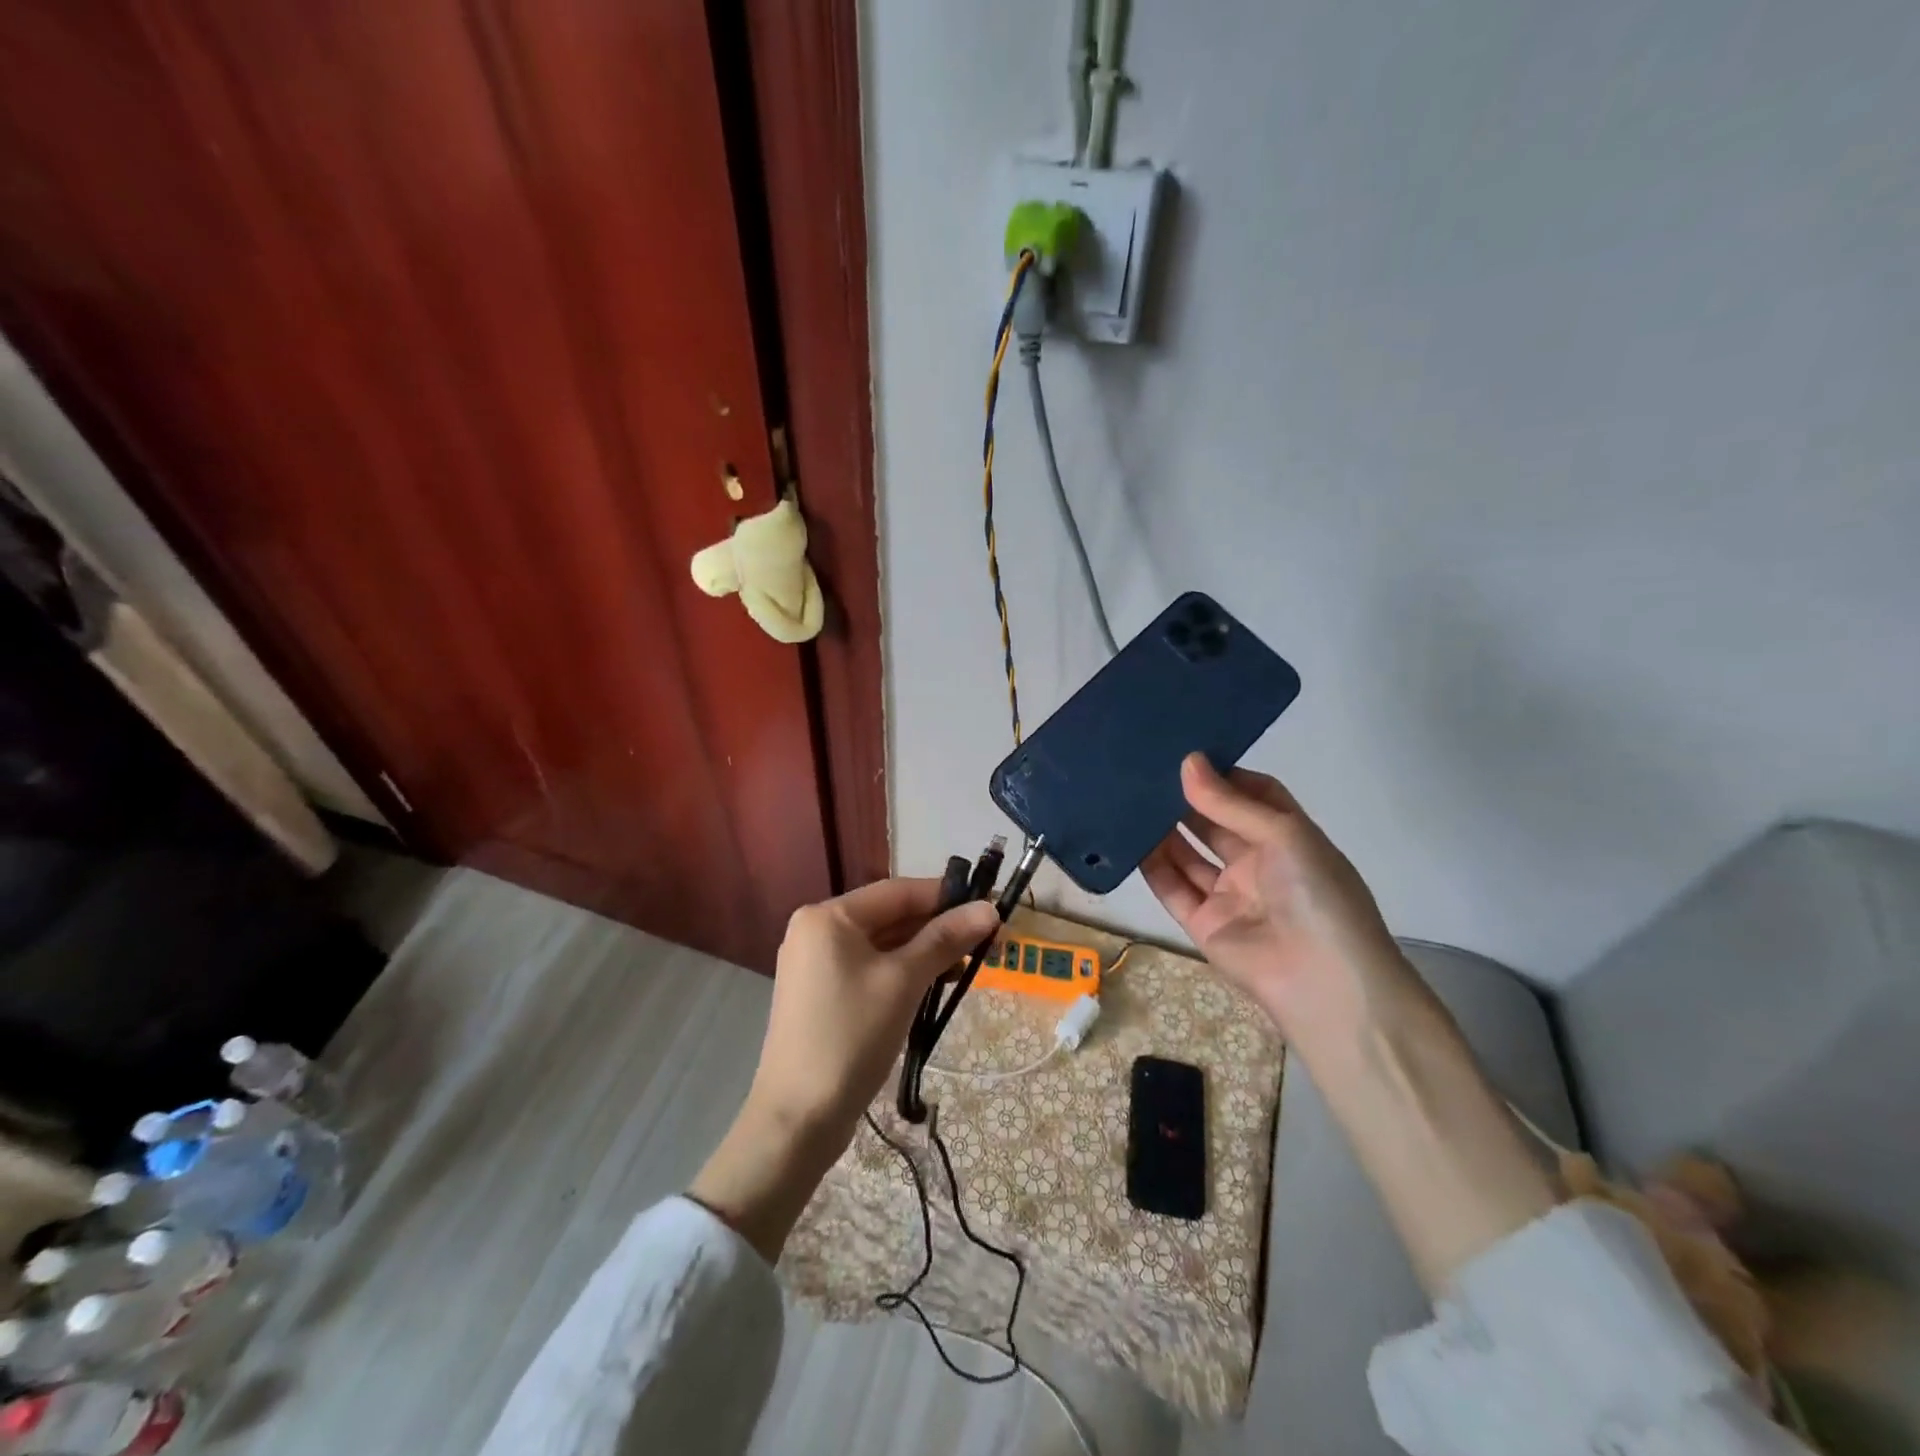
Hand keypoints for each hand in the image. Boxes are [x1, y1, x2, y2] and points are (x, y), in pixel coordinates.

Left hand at [752, 878, 998, 1140]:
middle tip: (986, 941)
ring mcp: (815, 964)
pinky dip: (901, 972)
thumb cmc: (851, 1036)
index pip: (898, 892)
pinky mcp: (821, 994)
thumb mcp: (904, 982)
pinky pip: (869, 968)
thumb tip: (990, 909)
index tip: (988, 905)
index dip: (945, 896)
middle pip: (889, 916)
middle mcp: (816, 930)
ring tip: (968, 966)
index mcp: (828, 917)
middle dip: (937, 927)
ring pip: (881, 945)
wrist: (797, 1119)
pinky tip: (934, 985)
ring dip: (923, 952)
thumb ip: (945, 939)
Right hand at [1141, 753, 1409, 1044]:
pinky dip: (1151, 865)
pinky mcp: (1203, 923)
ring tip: (1130, 796)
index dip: (1225, 775)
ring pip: (1188, 853)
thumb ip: (1229, 802)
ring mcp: (1229, 894)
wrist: (1324, 984)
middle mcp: (1258, 862)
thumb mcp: (1283, 835)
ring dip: (1164, 828)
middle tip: (1147, 770)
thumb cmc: (1317, 895)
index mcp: (1289, 838)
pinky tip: (1128, 839)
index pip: (1254, 795)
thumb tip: (1187, 761)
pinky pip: (1172, 887)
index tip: (1188, 754)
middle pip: (1215, 822)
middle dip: (1186, 798)